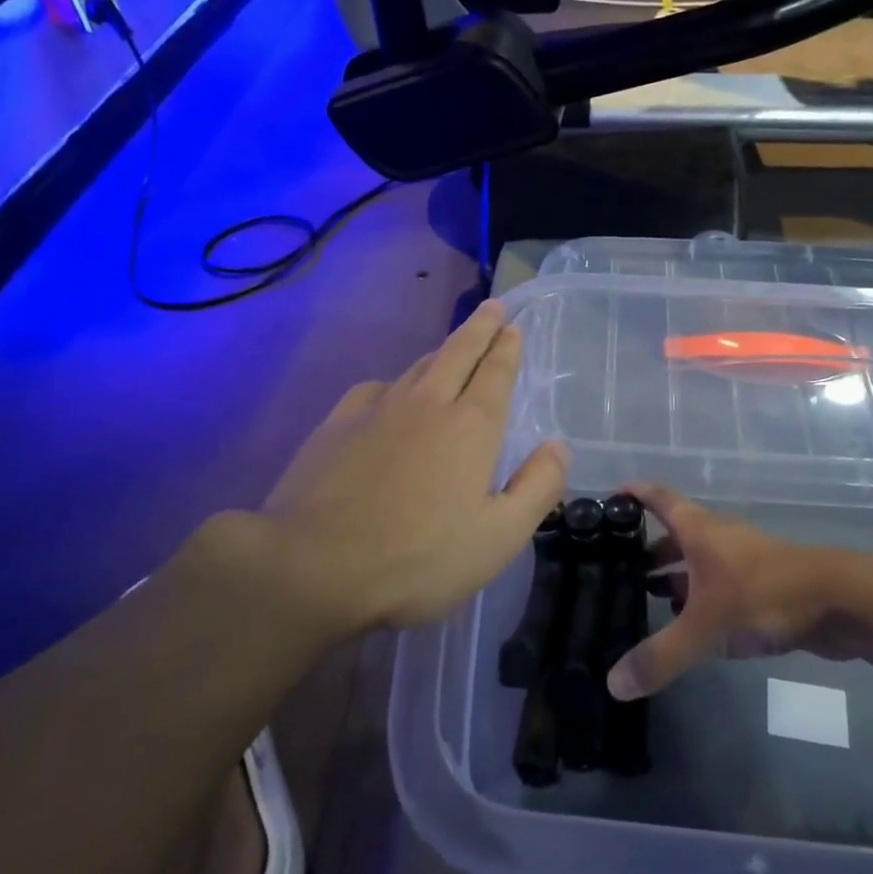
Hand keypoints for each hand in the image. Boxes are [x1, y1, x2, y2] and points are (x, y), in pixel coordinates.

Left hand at [247, 300, 566, 635]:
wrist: (313, 566)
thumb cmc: (418, 558)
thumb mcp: (498, 538)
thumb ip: (537, 488)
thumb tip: (558, 446)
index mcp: (471, 427)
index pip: (495, 373)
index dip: (507, 347)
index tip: (513, 325)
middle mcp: (427, 404)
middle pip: (458, 352)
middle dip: (479, 328)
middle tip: (493, 307)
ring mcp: (377, 410)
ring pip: (418, 367)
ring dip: (441, 351)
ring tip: (452, 347)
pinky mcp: (337, 425)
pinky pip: (375, 389)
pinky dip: (393, 383)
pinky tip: (389, 394)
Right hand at [607, 485, 872, 700]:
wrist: (840, 602)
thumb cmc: (763, 596)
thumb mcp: (704, 627)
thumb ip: (660, 656)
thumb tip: (612, 684)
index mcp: (699, 530)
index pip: (658, 498)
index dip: (634, 494)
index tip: (607, 498)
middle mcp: (718, 538)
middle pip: (676, 533)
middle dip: (647, 548)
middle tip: (615, 567)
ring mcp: (743, 561)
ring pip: (699, 562)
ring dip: (674, 575)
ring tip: (645, 597)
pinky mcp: (763, 586)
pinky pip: (720, 586)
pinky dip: (699, 597)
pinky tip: (690, 624)